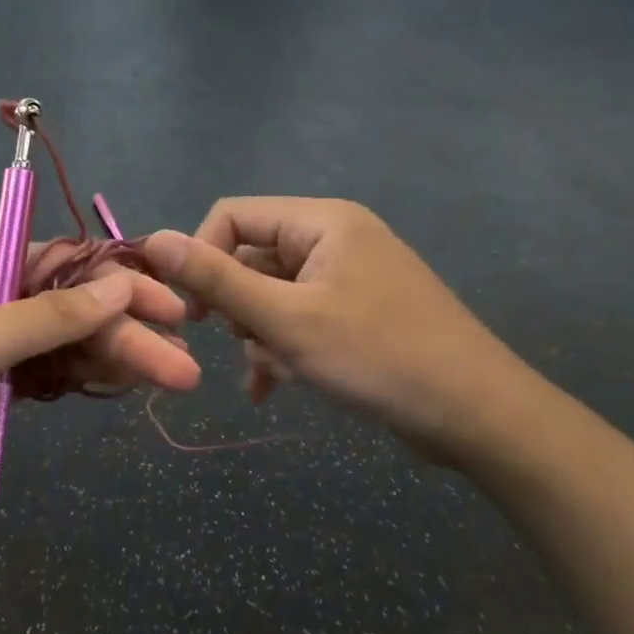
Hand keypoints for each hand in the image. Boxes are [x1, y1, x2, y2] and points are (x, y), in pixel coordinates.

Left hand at [0, 246, 200, 539]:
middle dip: (124, 332)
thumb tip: (119, 284)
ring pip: (62, 348)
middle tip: (185, 360)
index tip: (167, 302)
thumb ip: (48, 315)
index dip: (114, 280)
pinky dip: (82, 381)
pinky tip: (123, 386)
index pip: (55, 262)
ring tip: (173, 378)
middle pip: (66, 309)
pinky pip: (45, 380)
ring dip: (113, 360)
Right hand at [143, 198, 534, 466]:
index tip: (193, 310)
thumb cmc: (377, 357)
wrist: (479, 417)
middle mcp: (334, 239)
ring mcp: (348, 277)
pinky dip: (280, 347)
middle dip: (236, 306)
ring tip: (270, 372)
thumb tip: (154, 239)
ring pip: (271, 294)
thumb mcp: (285, 319)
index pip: (232, 216)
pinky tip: (269, 388)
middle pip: (251, 257)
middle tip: (242, 343)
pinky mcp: (357, 313)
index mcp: (321, 222)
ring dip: (258, 334)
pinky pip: (298, 318)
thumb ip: (215, 279)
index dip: (201, 256)